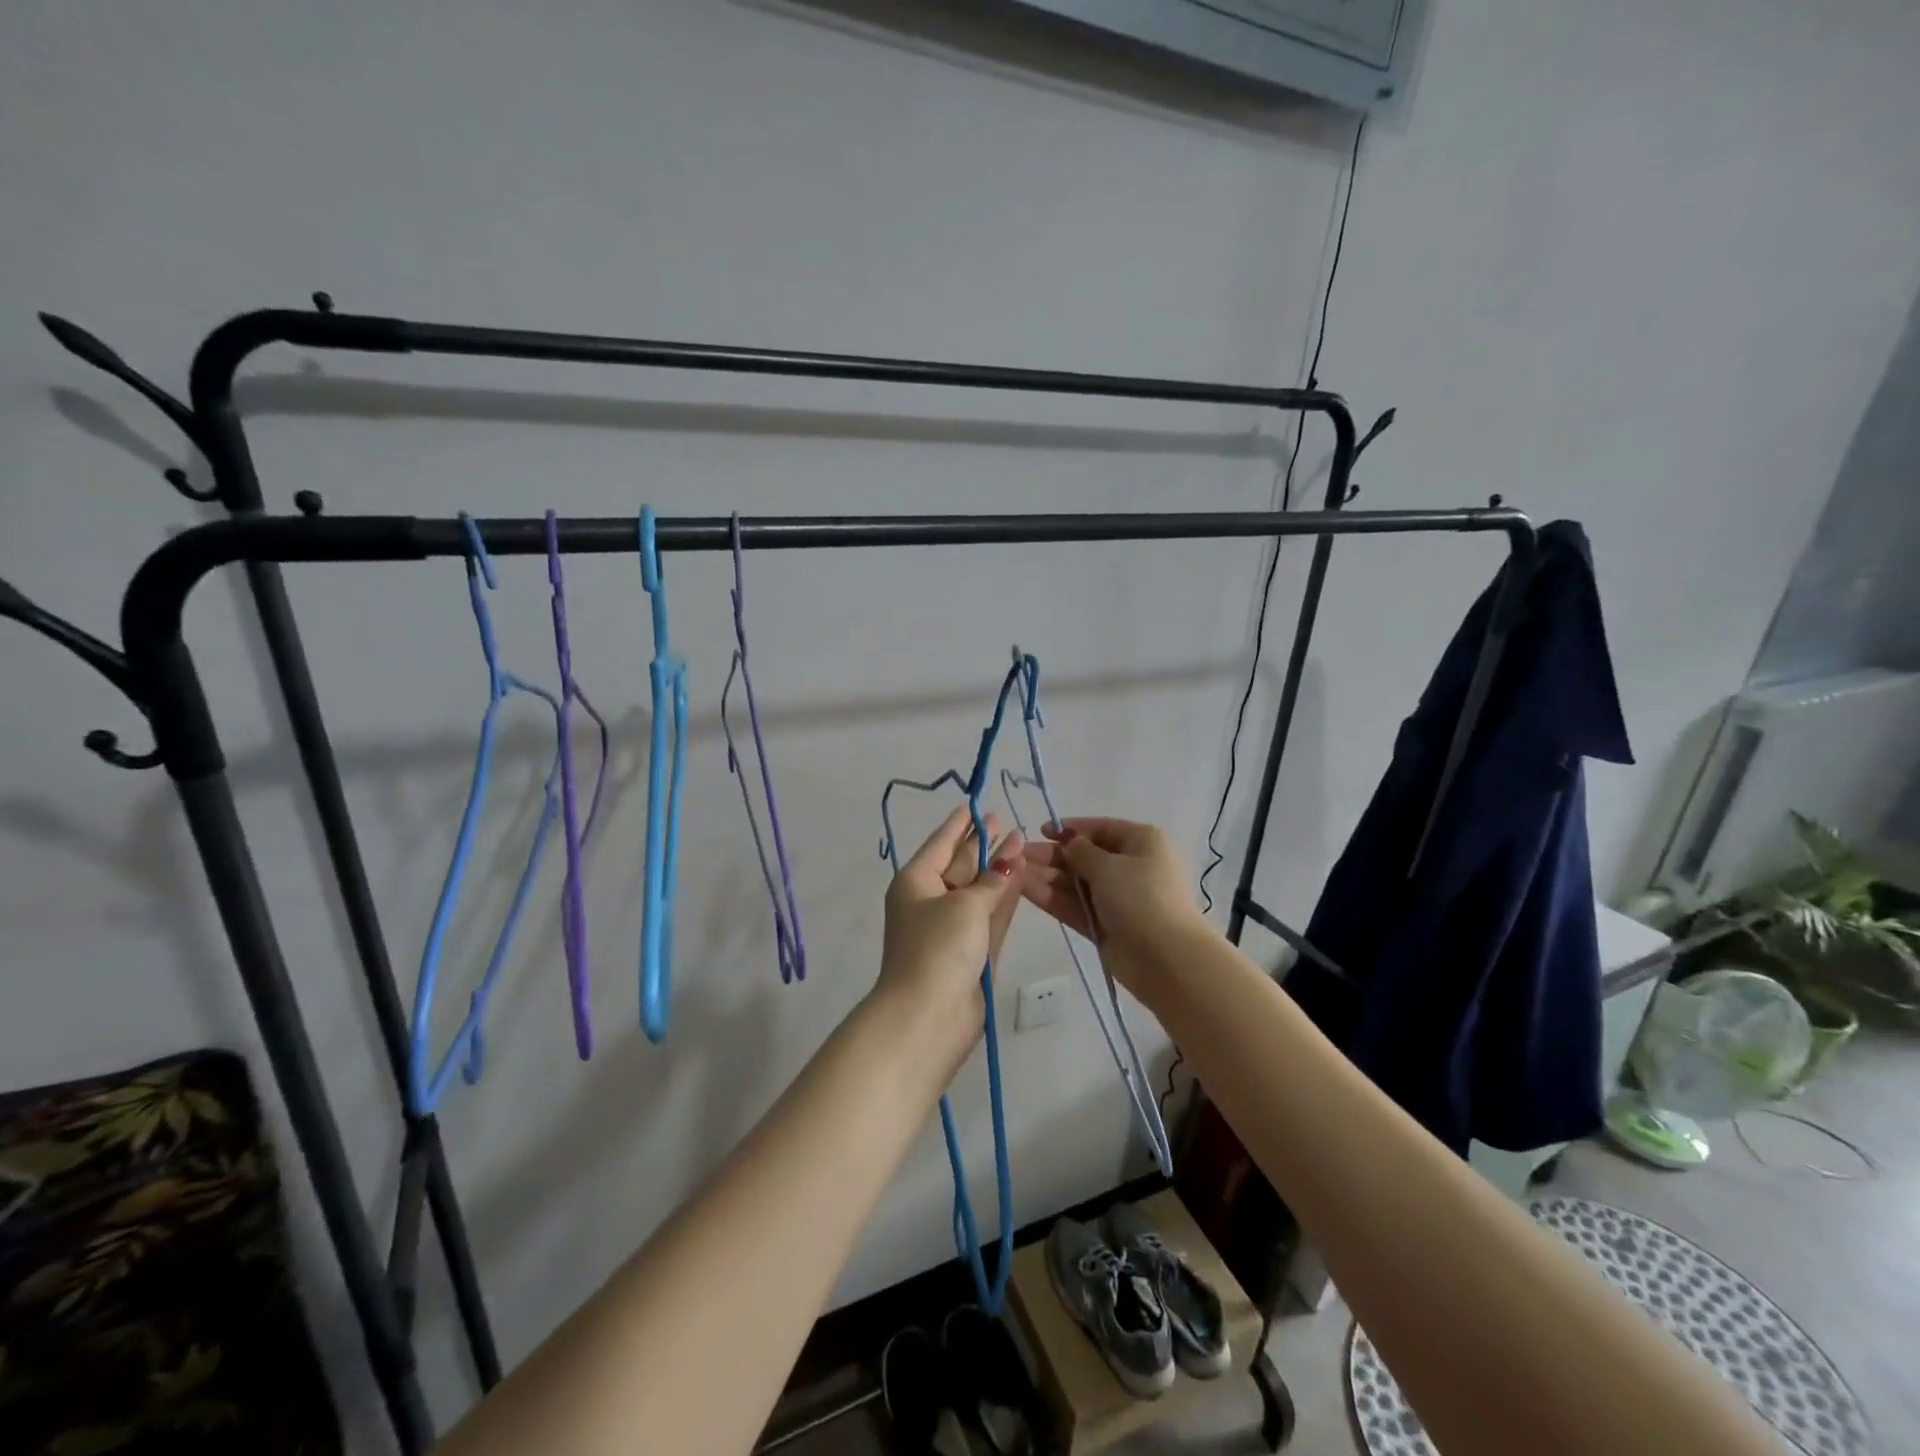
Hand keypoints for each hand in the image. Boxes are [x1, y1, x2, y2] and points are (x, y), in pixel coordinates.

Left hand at [877, 807, 1025, 1072]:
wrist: (929, 1016)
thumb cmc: (938, 948)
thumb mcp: (965, 905)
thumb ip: (992, 881)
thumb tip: (1010, 859)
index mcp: (916, 882)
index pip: (941, 843)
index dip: (959, 824)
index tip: (976, 805)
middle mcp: (931, 900)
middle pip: (960, 864)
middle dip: (982, 843)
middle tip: (1006, 821)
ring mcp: (952, 927)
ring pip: (978, 888)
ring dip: (998, 867)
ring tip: (1020, 840)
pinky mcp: (972, 950)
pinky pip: (990, 912)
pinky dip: (1004, 895)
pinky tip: (1021, 874)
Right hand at [1020, 817, 1210, 999]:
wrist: (1166, 959)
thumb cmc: (1141, 897)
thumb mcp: (1108, 866)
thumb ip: (1080, 851)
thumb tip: (1066, 839)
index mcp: (1142, 842)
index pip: (1101, 828)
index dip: (1071, 829)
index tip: (1041, 831)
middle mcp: (1131, 866)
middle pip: (1085, 856)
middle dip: (1052, 855)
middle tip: (1018, 855)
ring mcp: (1117, 898)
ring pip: (1077, 882)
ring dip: (1047, 876)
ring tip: (1013, 872)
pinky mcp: (1105, 925)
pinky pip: (1076, 905)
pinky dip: (1052, 897)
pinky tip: (1024, 889)